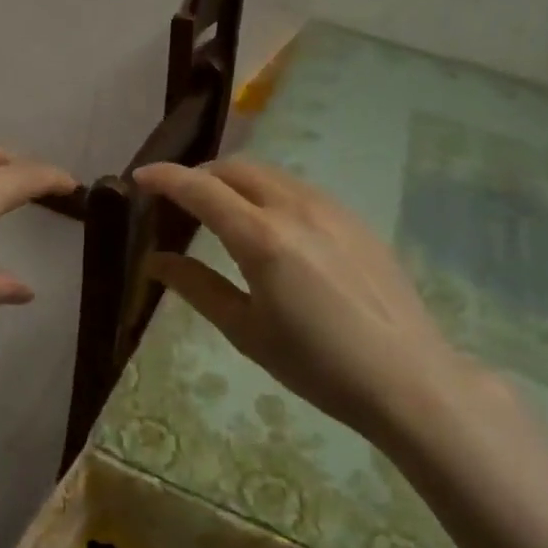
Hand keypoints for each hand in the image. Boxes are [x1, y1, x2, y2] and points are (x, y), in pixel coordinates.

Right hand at [133, 159, 504, 443]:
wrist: (408, 378)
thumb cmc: (317, 364)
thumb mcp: (246, 331)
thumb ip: (196, 288)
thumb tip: (154, 261)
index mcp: (262, 237)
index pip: (201, 189)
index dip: (165, 178)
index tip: (139, 178)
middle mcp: (296, 208)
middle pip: (236, 169)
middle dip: (200, 175)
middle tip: (177, 199)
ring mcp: (331, 209)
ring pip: (270, 175)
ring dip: (235, 181)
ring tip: (220, 210)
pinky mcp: (355, 219)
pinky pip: (299, 189)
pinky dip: (268, 193)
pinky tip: (270, 226)